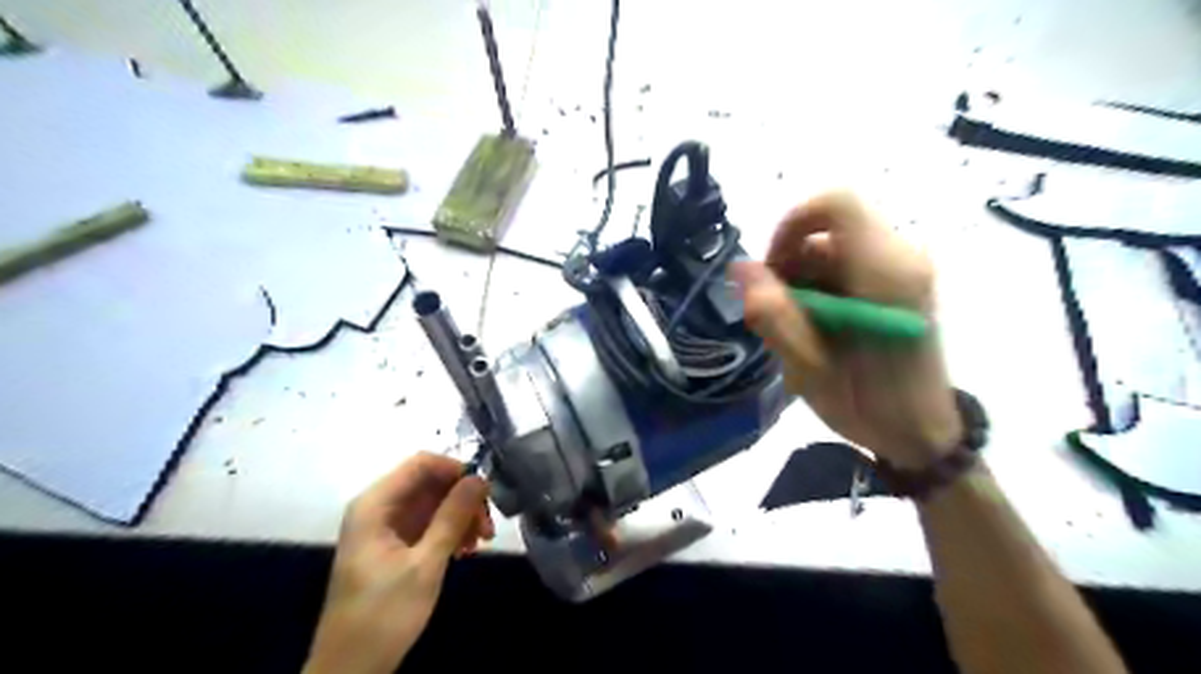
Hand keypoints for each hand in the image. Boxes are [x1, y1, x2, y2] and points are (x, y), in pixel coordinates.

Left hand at [302, 453, 495, 672]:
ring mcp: (386, 527)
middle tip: (487, 525)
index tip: (485, 491)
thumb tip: (479, 477)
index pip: (421, 464)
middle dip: (462, 498)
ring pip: (433, 503)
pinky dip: (449, 531)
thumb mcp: (425, 564)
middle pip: (430, 483)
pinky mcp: (394, 545)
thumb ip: (452, 517)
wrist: (350, 670)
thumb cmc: (383, 614)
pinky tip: (465, 551)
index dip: (455, 470)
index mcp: (375, 505)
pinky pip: (428, 524)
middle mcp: (379, 508)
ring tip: (481, 541)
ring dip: (460, 516)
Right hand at [732, 190, 957, 464]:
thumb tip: (739, 267)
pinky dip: (818, 289)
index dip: (792, 225)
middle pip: (827, 231)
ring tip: (797, 330)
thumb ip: (774, 315)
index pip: (836, 204)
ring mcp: (902, 269)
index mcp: (885, 272)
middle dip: (789, 264)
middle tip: (778, 315)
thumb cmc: (870, 405)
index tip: (772, 269)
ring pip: (831, 249)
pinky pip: (844, 266)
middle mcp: (900, 257)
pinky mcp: (898, 282)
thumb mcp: (810, 368)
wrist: (924, 434)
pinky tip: (816, 327)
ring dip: (801, 281)